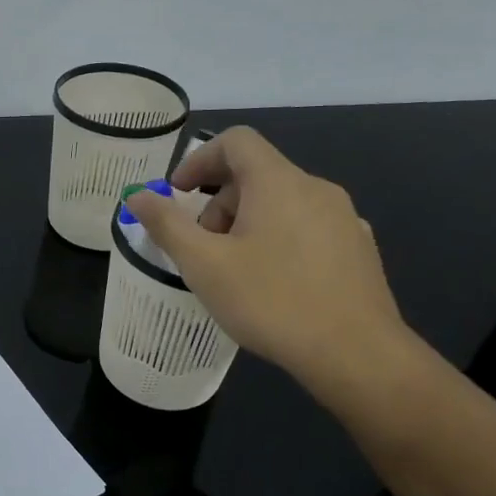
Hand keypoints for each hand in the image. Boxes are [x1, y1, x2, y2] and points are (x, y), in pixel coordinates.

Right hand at [124, 127, 415, 402]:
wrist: (356, 354)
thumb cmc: (271, 301)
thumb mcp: (204, 264)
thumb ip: (167, 224)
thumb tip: (137, 195)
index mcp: (278, 182)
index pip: (236, 141)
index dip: (199, 160)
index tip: (178, 195)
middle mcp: (316, 188)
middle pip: (257, 174)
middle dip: (219, 202)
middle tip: (202, 247)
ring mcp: (344, 218)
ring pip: (283, 202)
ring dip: (248, 223)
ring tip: (235, 270)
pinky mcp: (359, 249)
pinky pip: (308, 227)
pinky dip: (279, 239)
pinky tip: (274, 284)